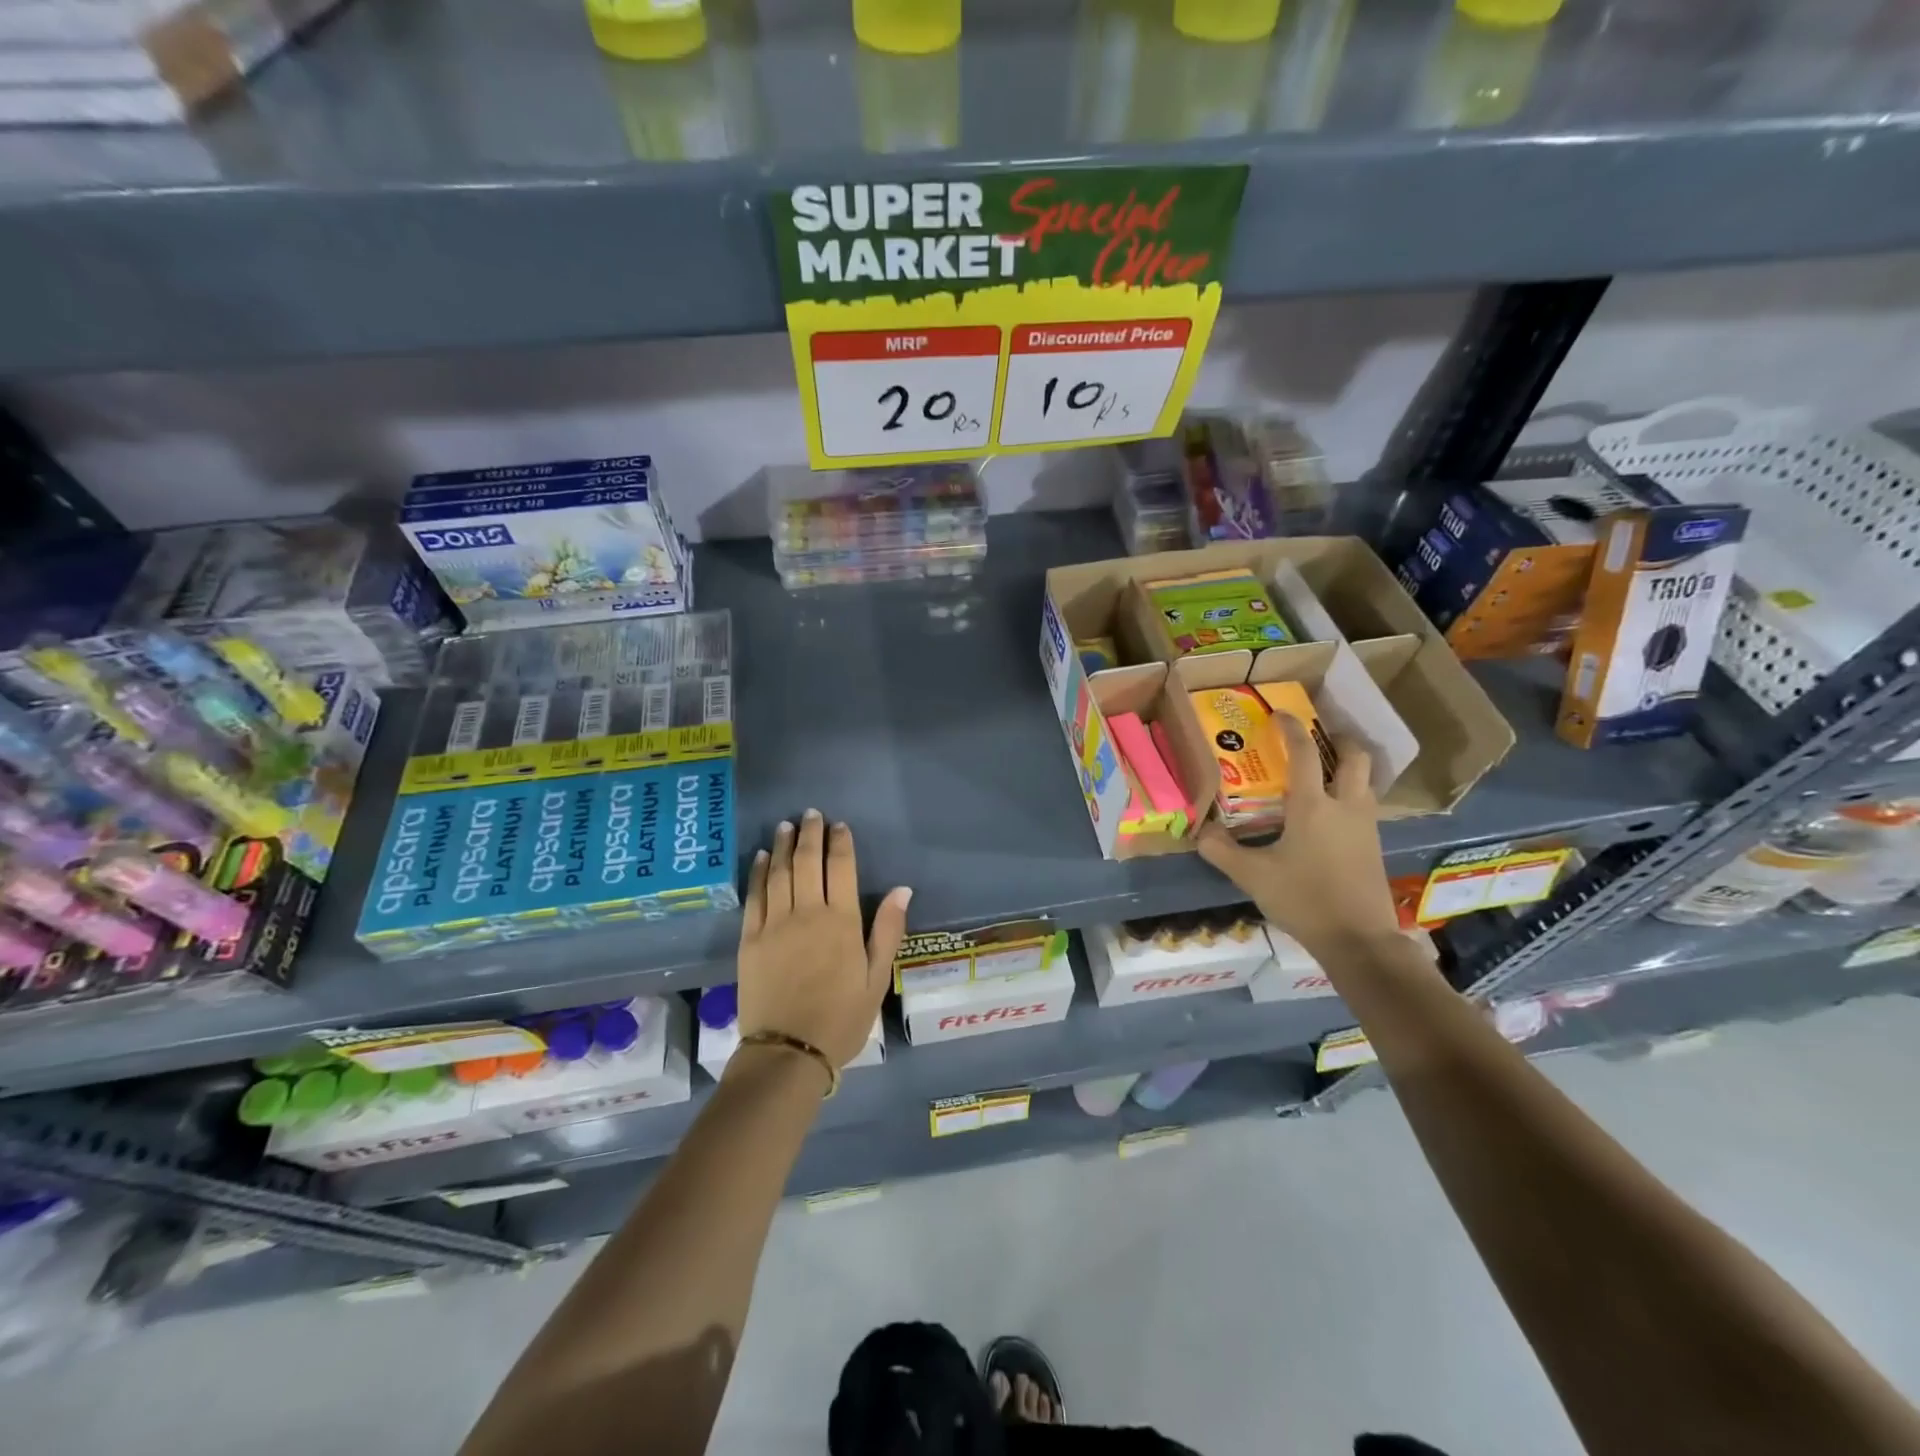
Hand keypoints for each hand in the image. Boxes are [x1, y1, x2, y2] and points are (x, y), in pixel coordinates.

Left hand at [736, 808, 912, 1068]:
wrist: (788, 1052)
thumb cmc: (842, 1018)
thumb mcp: (877, 979)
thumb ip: (888, 930)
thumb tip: (901, 889)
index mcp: (841, 921)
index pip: (840, 867)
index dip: (840, 842)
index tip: (839, 825)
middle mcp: (806, 913)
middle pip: (806, 862)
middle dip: (809, 834)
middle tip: (811, 814)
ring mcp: (774, 924)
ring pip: (778, 873)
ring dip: (782, 846)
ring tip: (785, 826)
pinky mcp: (749, 940)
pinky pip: (754, 897)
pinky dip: (758, 873)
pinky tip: (759, 858)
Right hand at [1196, 714, 1401, 956]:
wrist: (1358, 939)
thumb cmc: (1304, 899)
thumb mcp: (1252, 876)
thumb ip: (1221, 851)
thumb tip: (1200, 831)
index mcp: (1313, 806)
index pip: (1305, 753)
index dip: (1292, 728)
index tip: (1280, 714)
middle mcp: (1345, 806)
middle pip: (1355, 757)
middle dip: (1339, 740)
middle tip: (1319, 738)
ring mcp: (1366, 826)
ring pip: (1366, 781)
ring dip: (1349, 767)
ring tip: (1325, 771)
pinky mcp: (1374, 846)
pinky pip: (1366, 805)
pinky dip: (1352, 794)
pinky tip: (1332, 813)